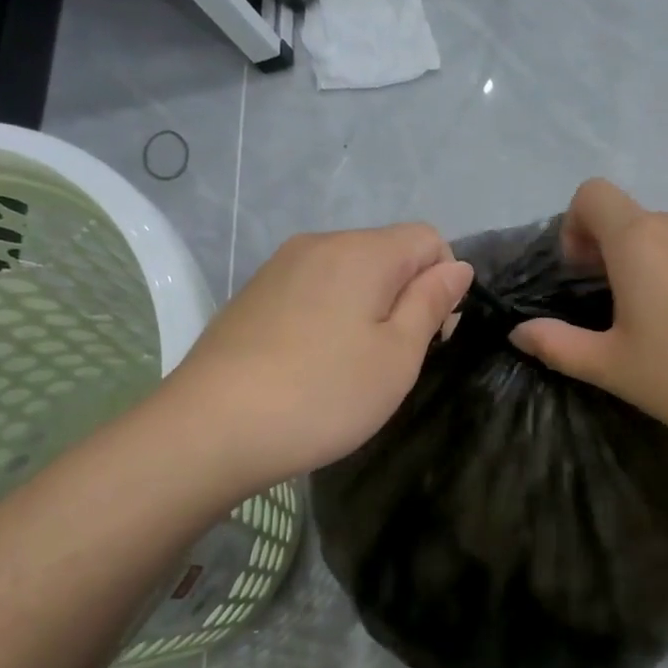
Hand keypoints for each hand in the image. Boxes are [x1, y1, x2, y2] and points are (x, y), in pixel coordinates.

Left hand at [163, 225, 472, 493]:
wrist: (212, 428)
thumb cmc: (323, 394)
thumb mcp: (397, 356)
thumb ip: (431, 303)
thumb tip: (455, 266)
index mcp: (362, 252)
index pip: (428, 239)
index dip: (443, 282)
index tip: (430, 335)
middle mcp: (319, 244)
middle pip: (386, 253)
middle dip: (403, 296)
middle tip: (390, 360)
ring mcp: (279, 268)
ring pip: (348, 274)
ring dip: (365, 309)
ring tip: (348, 367)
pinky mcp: (253, 295)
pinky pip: (312, 291)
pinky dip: (328, 318)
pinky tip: (310, 364)